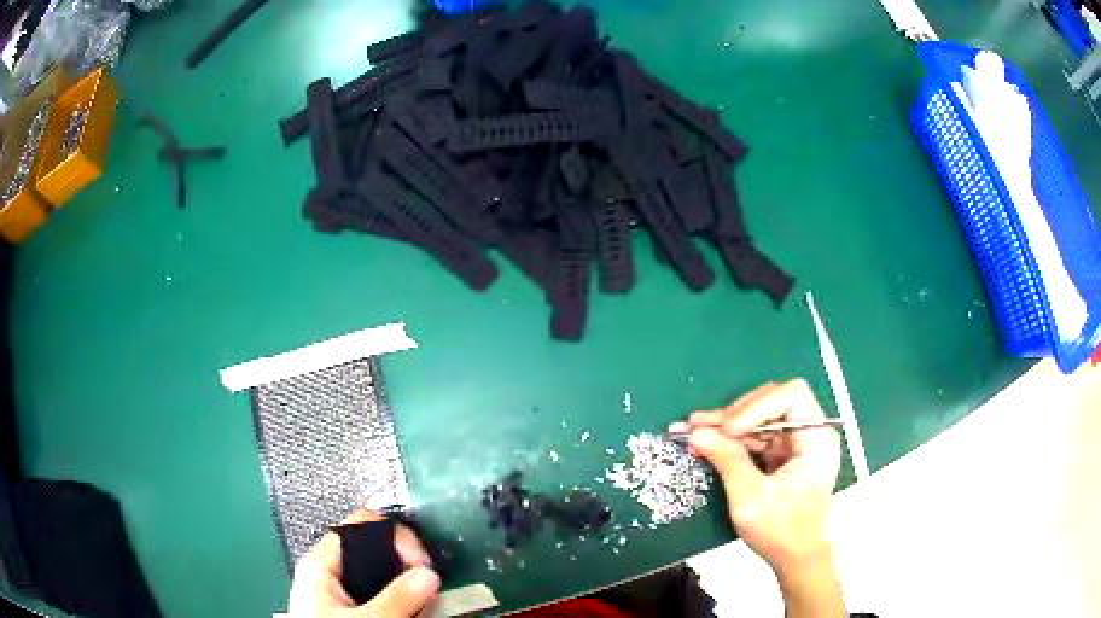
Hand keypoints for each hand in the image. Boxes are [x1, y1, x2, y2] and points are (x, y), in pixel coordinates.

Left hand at [288, 509, 439, 616]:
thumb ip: (396, 597)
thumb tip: (428, 574)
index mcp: (321, 563)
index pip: (360, 525)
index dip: (393, 536)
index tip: (422, 563)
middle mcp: (327, 571)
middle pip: (371, 549)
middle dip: (402, 563)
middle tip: (427, 584)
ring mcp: (336, 590)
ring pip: (376, 573)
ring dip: (402, 584)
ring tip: (423, 599)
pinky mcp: (345, 607)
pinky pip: (375, 592)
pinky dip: (395, 598)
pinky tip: (409, 610)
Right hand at [675, 379, 841, 572]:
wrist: (794, 559)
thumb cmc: (781, 531)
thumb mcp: (751, 497)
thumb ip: (727, 460)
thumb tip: (696, 432)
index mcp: (817, 438)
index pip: (791, 396)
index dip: (757, 406)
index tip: (729, 430)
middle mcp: (810, 433)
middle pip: (773, 402)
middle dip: (736, 413)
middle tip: (702, 425)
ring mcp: (796, 444)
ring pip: (760, 418)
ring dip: (727, 424)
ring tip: (693, 427)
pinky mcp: (783, 455)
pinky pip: (756, 436)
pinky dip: (731, 439)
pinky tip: (705, 439)